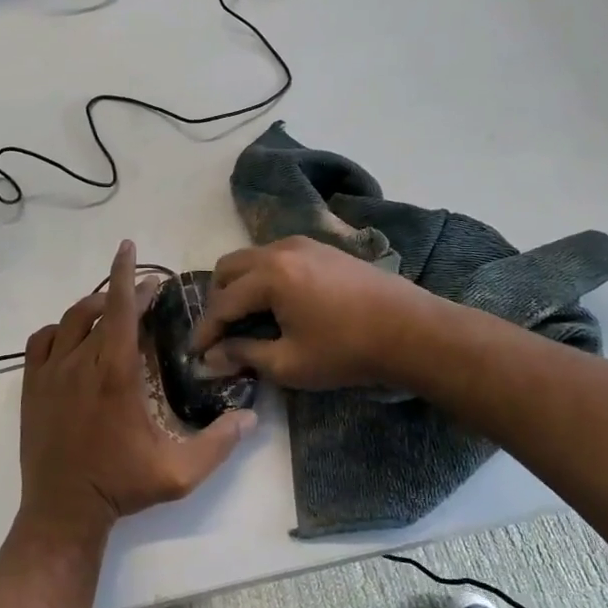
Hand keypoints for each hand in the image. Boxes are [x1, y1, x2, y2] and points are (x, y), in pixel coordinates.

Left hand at [19, 240, 253, 541]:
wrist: (63, 510)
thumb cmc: (122, 486)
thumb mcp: (180, 473)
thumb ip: (218, 443)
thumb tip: (251, 416)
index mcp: (116, 374)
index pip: (121, 309)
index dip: (126, 274)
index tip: (129, 246)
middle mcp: (80, 363)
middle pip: (99, 309)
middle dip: (122, 292)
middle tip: (144, 292)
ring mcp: (50, 373)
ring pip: (69, 320)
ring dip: (93, 307)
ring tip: (112, 310)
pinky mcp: (32, 386)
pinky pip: (41, 341)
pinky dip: (60, 330)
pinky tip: (73, 338)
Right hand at [193, 236, 434, 389]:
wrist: (413, 331)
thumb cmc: (348, 351)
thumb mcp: (290, 363)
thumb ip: (244, 355)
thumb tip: (211, 358)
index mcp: (270, 275)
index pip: (222, 302)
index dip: (205, 331)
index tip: (195, 353)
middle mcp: (281, 249)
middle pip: (230, 268)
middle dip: (218, 300)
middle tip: (221, 333)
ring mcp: (305, 244)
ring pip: (253, 258)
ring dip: (241, 286)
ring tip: (247, 319)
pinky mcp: (323, 249)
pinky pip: (277, 256)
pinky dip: (265, 277)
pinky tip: (278, 305)